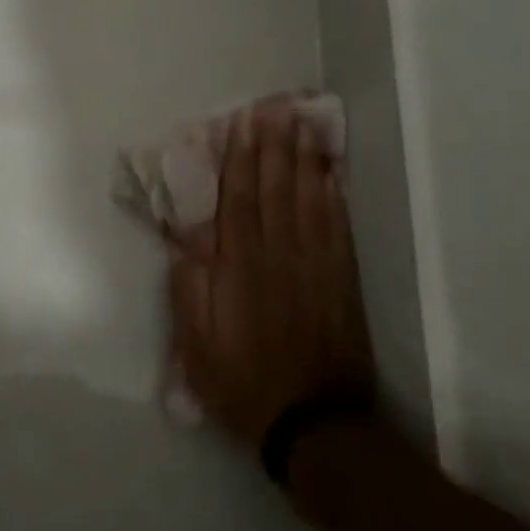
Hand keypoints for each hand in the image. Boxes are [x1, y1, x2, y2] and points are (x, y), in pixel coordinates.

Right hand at [168, 100, 373, 448]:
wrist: (313, 423)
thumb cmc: (243, 383)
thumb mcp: (196, 347)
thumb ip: (190, 290)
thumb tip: (186, 240)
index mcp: (239, 270)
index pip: (239, 202)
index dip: (240, 160)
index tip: (242, 124)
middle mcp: (278, 257)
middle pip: (275, 190)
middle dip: (274, 146)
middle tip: (277, 107)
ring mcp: (316, 266)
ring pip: (309, 201)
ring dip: (304, 160)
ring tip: (303, 124)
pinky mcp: (342, 281)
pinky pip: (339, 229)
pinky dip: (335, 197)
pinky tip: (333, 173)